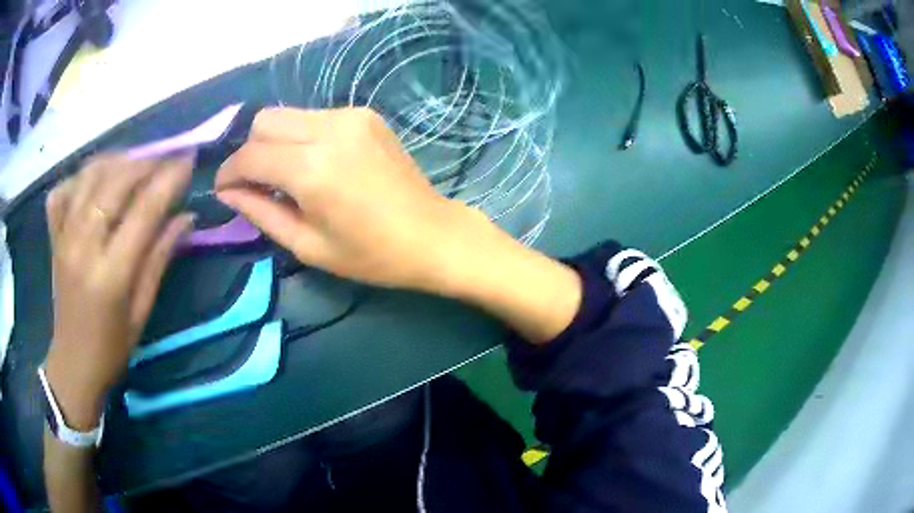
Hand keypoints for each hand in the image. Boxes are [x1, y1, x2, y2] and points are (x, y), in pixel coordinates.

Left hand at [44, 155, 193, 428]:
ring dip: (116, 160)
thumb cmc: (113, 346)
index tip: (189, 160)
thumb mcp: (142, 310)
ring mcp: (64, 237)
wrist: (74, 362)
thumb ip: (160, 258)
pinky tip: (94, 180)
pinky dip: (80, 175)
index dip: (169, 179)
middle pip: (114, 181)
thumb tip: (186, 217)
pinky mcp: (53, 236)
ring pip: (89, 175)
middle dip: (145, 161)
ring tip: (135, 163)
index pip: (144, 211)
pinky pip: (63, 189)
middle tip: (165, 159)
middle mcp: (83, 246)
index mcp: (110, 274)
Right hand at [216, 107, 491, 291]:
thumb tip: (229, 191)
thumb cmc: (370, 254)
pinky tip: (317, 163)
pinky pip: (316, 116)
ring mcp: (350, 116)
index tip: (224, 189)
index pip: (249, 155)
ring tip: (287, 175)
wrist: (432, 234)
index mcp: (311, 169)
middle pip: (264, 120)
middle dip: (250, 150)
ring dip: (276, 141)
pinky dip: (303, 136)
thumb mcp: (306, 244)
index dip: (229, 172)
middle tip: (257, 182)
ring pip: (289, 114)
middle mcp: (328, 130)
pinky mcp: (365, 114)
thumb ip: (260, 212)